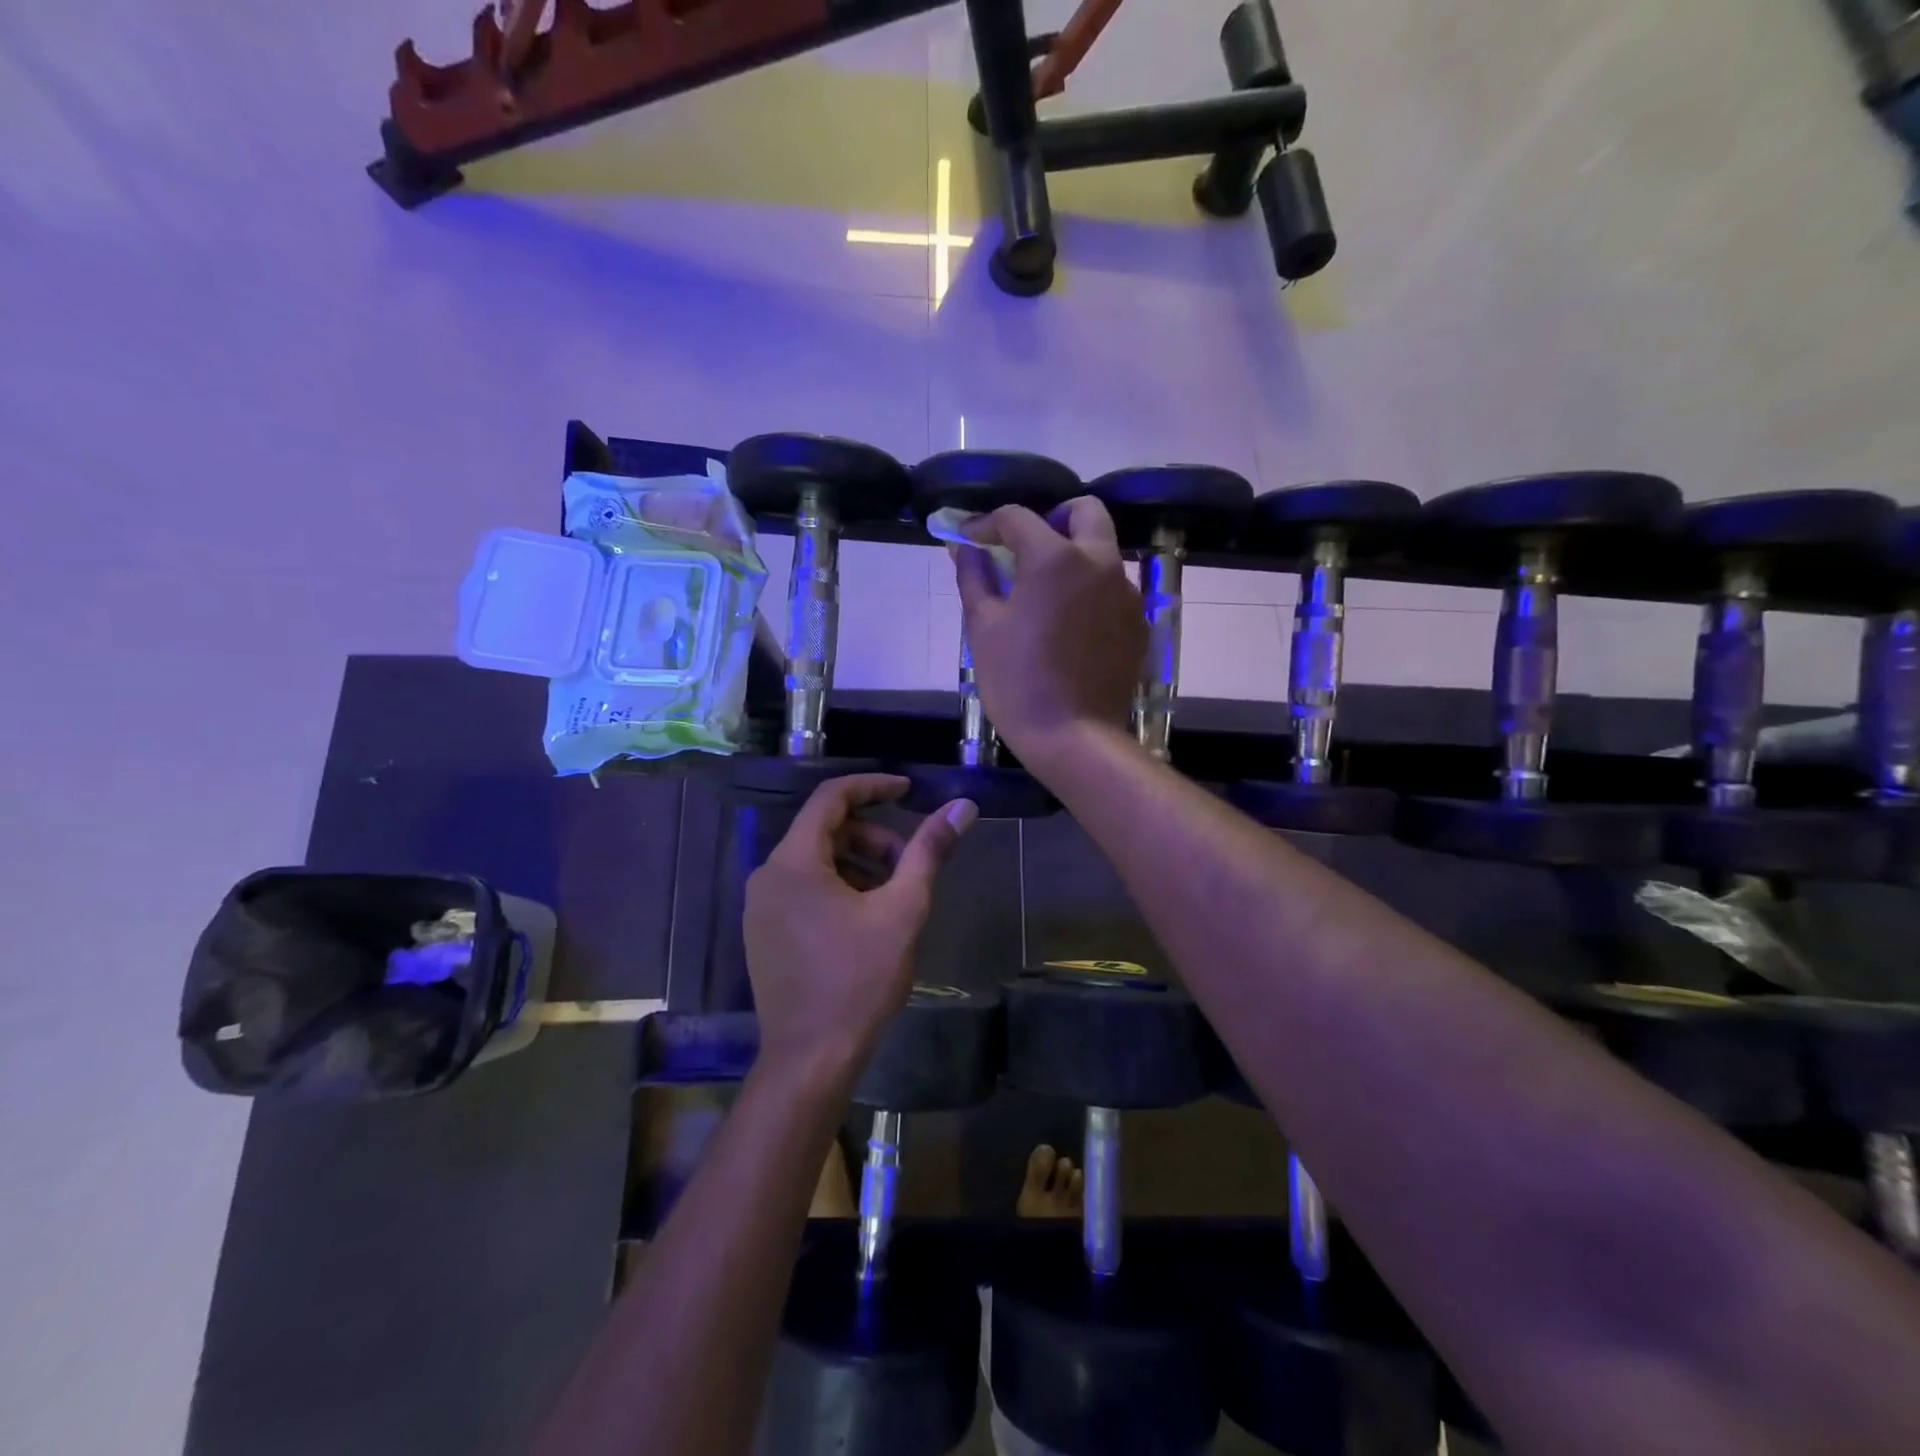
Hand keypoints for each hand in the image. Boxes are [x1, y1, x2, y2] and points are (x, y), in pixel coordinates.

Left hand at [744, 775, 976, 1075]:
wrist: (810, 1059)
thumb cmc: (858, 980)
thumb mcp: (902, 910)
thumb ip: (928, 852)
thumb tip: (961, 807)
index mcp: (794, 862)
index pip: (831, 798)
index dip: (872, 787)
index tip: (908, 790)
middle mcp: (768, 876)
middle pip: (823, 830)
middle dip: (871, 835)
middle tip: (908, 862)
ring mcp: (760, 907)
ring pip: (814, 861)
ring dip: (856, 863)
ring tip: (891, 894)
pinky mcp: (763, 933)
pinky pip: (802, 888)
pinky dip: (836, 886)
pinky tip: (864, 918)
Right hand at [953, 498, 1145, 773]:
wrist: (1074, 736)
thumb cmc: (1018, 681)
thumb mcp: (983, 627)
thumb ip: (974, 577)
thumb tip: (964, 548)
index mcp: (1057, 558)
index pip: (1018, 517)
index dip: (987, 523)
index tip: (969, 539)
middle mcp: (1101, 563)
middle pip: (1085, 512)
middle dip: (1052, 518)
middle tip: (1024, 548)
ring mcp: (1127, 594)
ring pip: (1104, 551)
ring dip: (1074, 555)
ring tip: (1045, 592)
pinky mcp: (1139, 624)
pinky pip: (1114, 590)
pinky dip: (1090, 591)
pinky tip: (1069, 625)